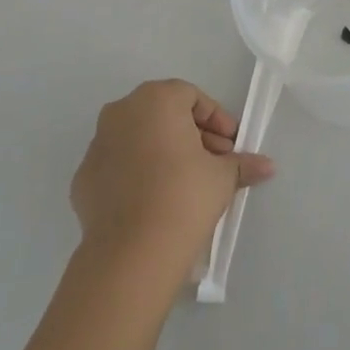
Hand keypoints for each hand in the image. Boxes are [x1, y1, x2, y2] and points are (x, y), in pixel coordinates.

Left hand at [70, 79, 273, 270]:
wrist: (132, 253)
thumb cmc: (184, 196)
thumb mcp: (223, 176)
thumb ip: (243, 163)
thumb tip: (266, 166)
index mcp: (156, 100)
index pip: (192, 96)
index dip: (216, 119)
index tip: (230, 145)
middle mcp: (121, 112)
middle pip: (163, 114)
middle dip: (191, 135)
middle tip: (213, 162)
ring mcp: (97, 145)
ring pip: (138, 138)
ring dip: (163, 152)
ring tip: (186, 183)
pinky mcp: (83, 179)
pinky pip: (118, 165)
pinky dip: (137, 174)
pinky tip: (155, 200)